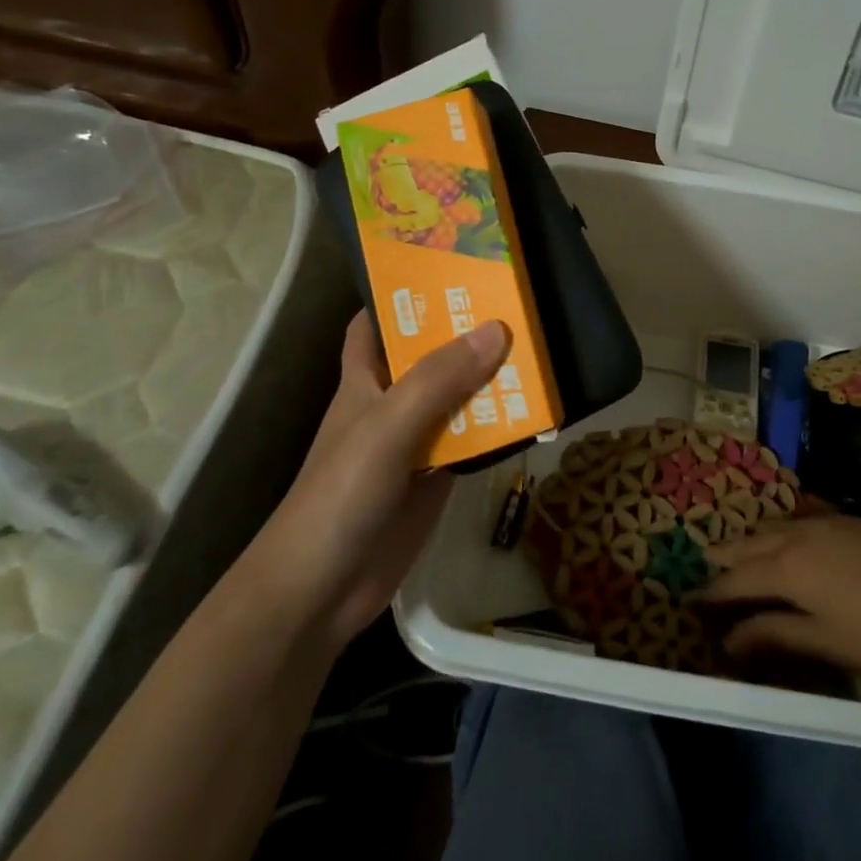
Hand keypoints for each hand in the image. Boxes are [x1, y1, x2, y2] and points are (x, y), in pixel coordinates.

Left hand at [247, 311, 508, 654]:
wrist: (322, 590)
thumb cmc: (340, 495)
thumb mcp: (386, 427)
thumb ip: (438, 380)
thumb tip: (496, 329)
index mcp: (363, 380)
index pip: (375, 323)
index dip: (402, 294)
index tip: (447, 270)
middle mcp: (390, 403)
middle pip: (429, 355)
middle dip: (464, 330)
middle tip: (513, 301)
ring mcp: (415, 442)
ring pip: (457, 397)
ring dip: (490, 377)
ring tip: (538, 346)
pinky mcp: (437, 477)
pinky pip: (472, 439)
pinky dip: (498, 425)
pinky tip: (533, 411)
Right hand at [701, 515, 860, 673]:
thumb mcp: (825, 641)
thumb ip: (774, 633)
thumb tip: (729, 638)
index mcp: (785, 570)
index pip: (736, 579)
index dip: (713, 591)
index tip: (692, 599)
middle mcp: (794, 537)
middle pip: (748, 545)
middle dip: (724, 556)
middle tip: (704, 565)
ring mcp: (821, 522)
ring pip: (771, 526)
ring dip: (749, 538)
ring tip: (736, 548)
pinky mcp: (844, 518)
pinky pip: (797, 516)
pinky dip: (779, 526)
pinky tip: (781, 530)